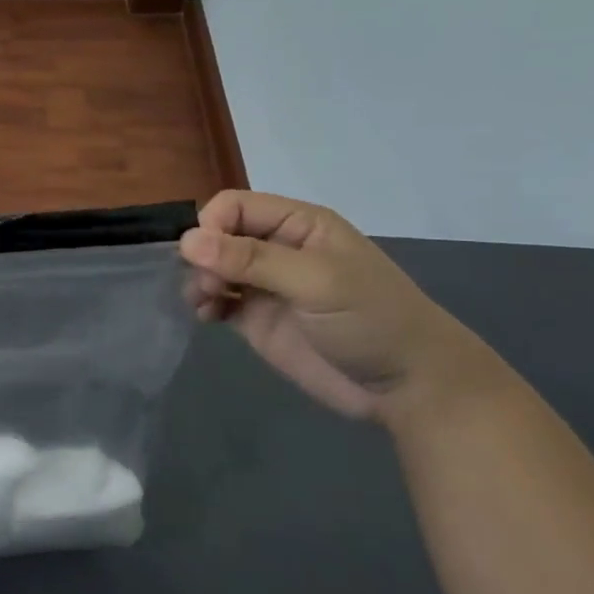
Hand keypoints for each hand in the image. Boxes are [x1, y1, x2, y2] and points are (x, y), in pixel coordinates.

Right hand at [179, 190, 506, 429]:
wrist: (408, 388)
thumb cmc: (371, 320)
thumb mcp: (316, 282)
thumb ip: (251, 260)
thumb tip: (186, 241)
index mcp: (298, 224)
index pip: (234, 206)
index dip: (211, 225)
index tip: (203, 257)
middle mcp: (276, 248)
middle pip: (216, 235)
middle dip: (202, 256)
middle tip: (209, 286)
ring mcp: (264, 284)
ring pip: (211, 267)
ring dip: (198, 280)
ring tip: (204, 303)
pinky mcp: (255, 318)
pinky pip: (215, 299)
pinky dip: (203, 304)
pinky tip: (207, 316)